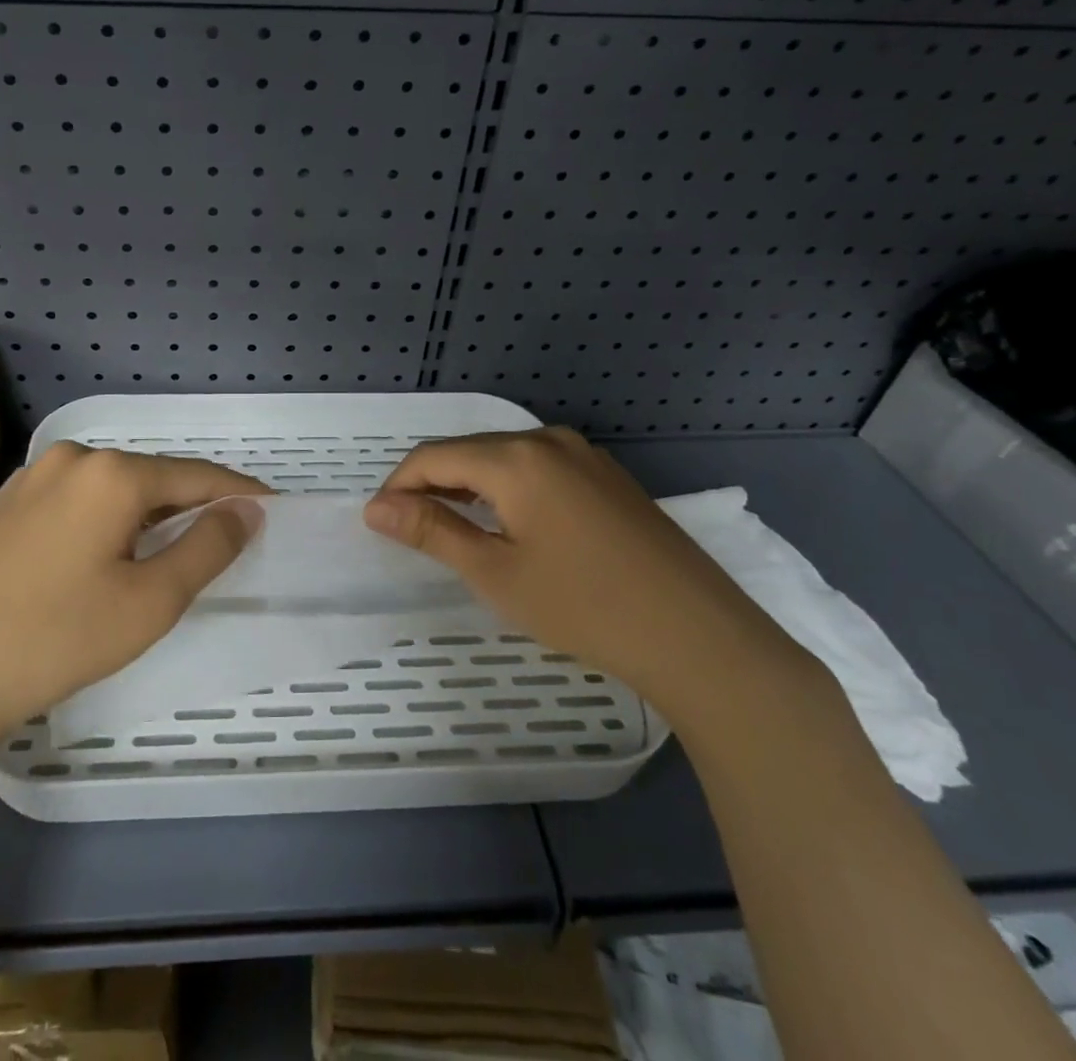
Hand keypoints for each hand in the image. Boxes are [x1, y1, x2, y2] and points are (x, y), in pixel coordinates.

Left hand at [0, 443, 266, 764]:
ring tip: (165, 550)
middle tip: (220, 538)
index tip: (270, 508)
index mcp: (111, 473)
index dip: (237, 493)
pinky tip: (100, 557)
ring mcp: (26, 480)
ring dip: (145, 514)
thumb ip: (208, 547)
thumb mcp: (150, 601)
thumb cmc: (55, 640)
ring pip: (108, 490)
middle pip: (150, 477)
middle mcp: (69, 460)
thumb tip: (246, 510)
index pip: (195, 475)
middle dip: (190, 504)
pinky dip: (102, 521)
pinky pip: (71, 502)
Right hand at [362, 428, 812, 723]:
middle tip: (412, 531)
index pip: (433, 456)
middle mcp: (547, 439)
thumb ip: (432, 531)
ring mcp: (584, 454)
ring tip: (454, 529)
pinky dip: (508, 489)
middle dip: (432, 484)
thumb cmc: (583, 605)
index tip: (380, 523)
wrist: (699, 636)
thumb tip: (376, 508)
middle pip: (468, 451)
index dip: (398, 486)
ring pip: (504, 458)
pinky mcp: (607, 475)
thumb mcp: (495, 572)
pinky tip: (511, 524)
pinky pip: (538, 468)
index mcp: (515, 457)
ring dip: (469, 486)